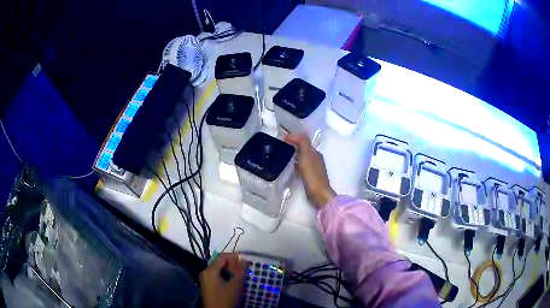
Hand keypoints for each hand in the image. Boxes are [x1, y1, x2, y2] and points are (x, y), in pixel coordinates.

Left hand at [200, 253, 247, 307]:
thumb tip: (244, 259)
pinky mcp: (209, 286)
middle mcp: (205, 273)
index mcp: (209, 271)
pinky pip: (218, 276)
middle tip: (245, 267)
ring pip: (219, 270)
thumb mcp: (235, 286)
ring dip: (231, 270)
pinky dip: (227, 276)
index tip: (245, 259)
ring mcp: (206, 280)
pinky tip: (235, 280)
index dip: (234, 256)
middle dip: (233, 264)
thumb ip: (240, 272)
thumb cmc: (225, 299)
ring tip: (242, 273)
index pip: (222, 257)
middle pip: (220, 263)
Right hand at [285, 134, 335, 207]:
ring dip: (293, 155)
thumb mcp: (307, 155)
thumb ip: (302, 143)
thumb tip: (295, 134)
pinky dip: (294, 164)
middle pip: (303, 149)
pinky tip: (288, 167)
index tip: (281, 139)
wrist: (318, 194)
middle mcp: (315, 158)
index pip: (303, 141)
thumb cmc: (312, 174)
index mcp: (315, 152)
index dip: (293, 138)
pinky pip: (300, 166)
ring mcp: (313, 168)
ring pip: (301, 157)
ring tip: (280, 155)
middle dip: (292, 145)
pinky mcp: (309, 177)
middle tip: (279, 146)